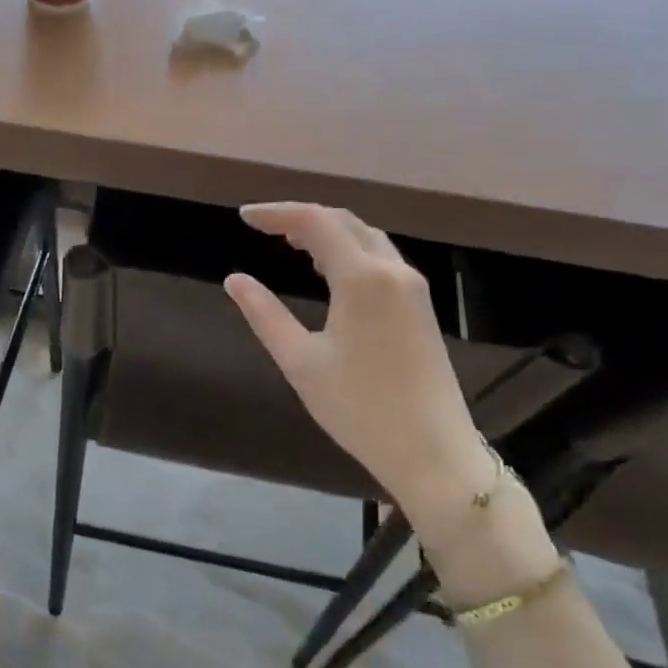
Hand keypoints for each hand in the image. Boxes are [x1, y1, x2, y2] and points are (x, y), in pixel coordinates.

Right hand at [223, 204, 484, 531]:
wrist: (433, 453)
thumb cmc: (360, 409)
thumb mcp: (300, 362)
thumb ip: (265, 314)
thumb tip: (234, 279)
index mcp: (363, 278)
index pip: (315, 222)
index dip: (277, 213)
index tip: (244, 217)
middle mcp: (393, 271)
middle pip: (344, 221)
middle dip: (301, 217)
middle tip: (263, 227)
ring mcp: (412, 288)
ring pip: (366, 238)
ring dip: (327, 232)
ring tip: (289, 243)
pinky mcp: (420, 307)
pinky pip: (379, 259)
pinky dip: (347, 251)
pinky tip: (326, 270)